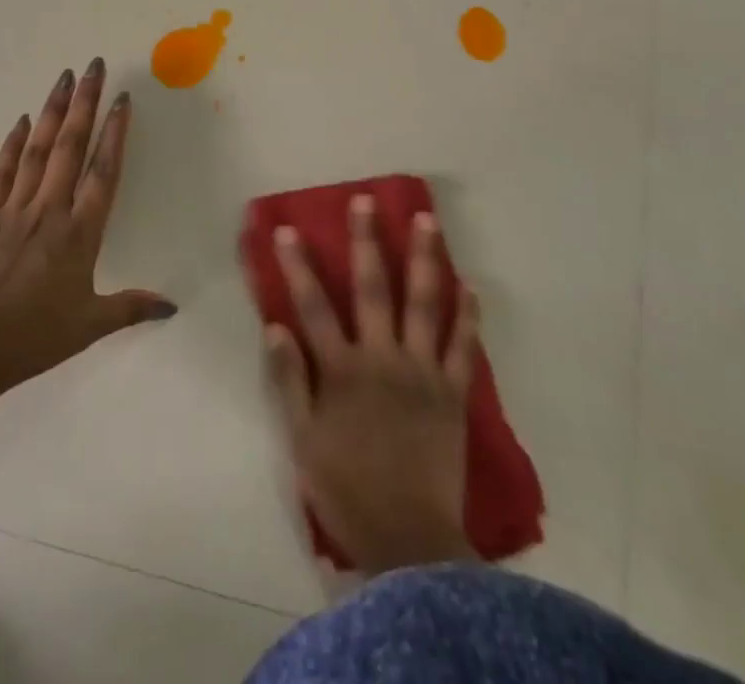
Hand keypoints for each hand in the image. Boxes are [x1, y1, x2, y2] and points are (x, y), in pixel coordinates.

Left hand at [0, 59, 173, 393]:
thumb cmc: (30, 340)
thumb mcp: (88, 327)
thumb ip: (131, 308)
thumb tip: (173, 306)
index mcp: (79, 234)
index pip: (103, 172)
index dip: (114, 133)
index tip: (121, 99)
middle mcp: (48, 210)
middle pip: (71, 147)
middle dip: (84, 103)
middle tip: (93, 66)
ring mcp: (12, 209)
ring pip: (38, 150)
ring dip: (53, 111)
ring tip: (63, 77)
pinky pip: (1, 171)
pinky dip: (13, 143)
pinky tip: (23, 120)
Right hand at [262, 194, 478, 575]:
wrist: (410, 542)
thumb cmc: (347, 490)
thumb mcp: (302, 442)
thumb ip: (289, 382)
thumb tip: (275, 326)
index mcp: (342, 369)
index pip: (313, 306)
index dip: (298, 266)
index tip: (286, 229)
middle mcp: (382, 358)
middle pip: (372, 288)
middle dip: (366, 241)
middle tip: (366, 202)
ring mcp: (422, 371)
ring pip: (424, 303)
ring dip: (425, 258)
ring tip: (428, 221)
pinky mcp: (453, 392)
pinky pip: (463, 346)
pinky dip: (467, 315)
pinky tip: (470, 285)